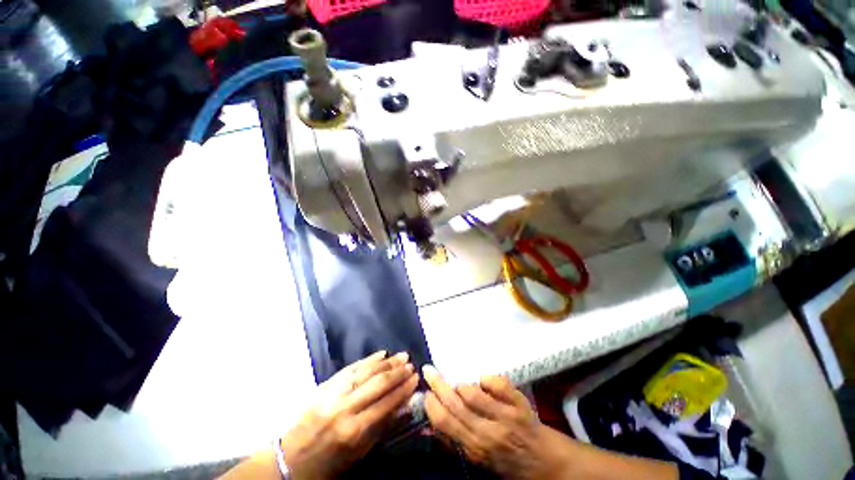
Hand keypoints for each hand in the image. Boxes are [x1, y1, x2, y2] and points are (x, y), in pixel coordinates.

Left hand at [281, 351, 418, 479]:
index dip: (403, 390)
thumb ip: (381, 427)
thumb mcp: (357, 454)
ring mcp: (333, 394)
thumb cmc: (327, 463)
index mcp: (354, 430)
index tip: (416, 379)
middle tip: (411, 364)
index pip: (386, 404)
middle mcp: (345, 408)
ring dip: (386, 363)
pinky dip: (368, 360)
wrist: (288, 459)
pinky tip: (380, 354)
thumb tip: (403, 405)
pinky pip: (350, 368)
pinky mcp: (325, 386)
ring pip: (366, 372)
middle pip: (377, 384)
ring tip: (401, 356)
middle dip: (397, 373)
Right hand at [423, 365, 574, 479]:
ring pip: (473, 393)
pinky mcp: (519, 404)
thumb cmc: (508, 461)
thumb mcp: (479, 460)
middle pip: (455, 404)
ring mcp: (505, 417)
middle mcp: (488, 433)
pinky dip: (487, 378)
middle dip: (438, 385)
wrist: (548, 463)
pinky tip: (484, 381)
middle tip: (429, 371)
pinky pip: (497, 383)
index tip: (425, 391)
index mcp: (475, 448)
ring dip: (463, 385)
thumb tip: (429, 426)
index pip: (445, 422)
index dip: (432, 404)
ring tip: (460, 384)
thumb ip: (454, 443)